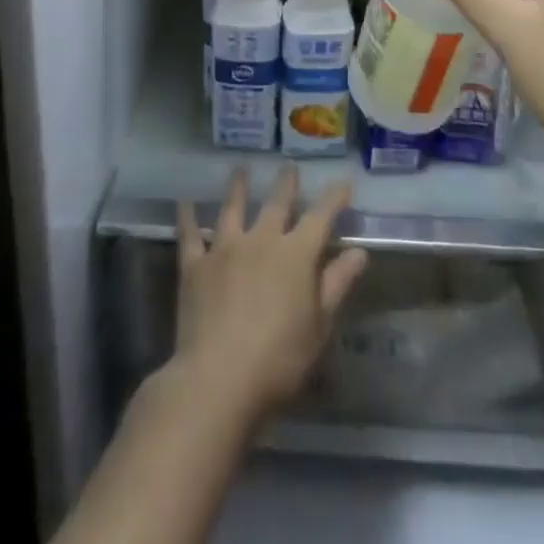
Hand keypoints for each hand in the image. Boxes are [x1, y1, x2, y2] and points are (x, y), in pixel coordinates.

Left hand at [171, 168, 368, 422]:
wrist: (219, 377)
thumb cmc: (279, 359)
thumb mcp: (319, 326)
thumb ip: (337, 284)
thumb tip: (358, 252)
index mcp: (296, 254)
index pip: (320, 217)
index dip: (333, 199)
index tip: (343, 183)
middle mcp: (261, 239)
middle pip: (276, 204)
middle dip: (286, 184)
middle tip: (289, 166)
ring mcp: (225, 248)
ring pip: (233, 208)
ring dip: (238, 187)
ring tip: (240, 169)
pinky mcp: (195, 265)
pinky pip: (190, 234)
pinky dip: (187, 217)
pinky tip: (185, 201)